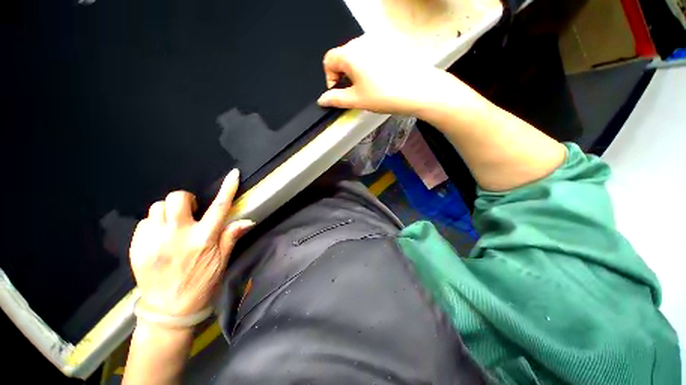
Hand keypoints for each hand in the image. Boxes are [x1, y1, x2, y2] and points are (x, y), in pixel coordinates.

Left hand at [129, 169, 253, 316]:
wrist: (168, 309)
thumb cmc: (201, 283)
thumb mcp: (222, 261)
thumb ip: (231, 237)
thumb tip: (248, 220)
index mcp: (203, 239)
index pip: (220, 207)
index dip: (228, 188)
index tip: (233, 174)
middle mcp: (177, 236)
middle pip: (177, 198)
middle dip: (185, 200)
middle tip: (189, 213)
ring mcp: (154, 241)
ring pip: (157, 208)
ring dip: (168, 213)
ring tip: (173, 227)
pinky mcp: (137, 247)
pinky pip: (144, 223)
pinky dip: (154, 225)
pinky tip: (159, 239)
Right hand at [317, 36, 452, 114]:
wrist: (419, 89)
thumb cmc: (384, 96)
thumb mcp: (356, 100)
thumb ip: (336, 99)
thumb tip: (321, 99)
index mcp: (350, 53)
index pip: (329, 60)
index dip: (329, 77)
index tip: (339, 91)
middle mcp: (362, 40)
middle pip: (343, 55)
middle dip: (344, 73)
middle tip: (355, 91)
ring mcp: (379, 38)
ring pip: (358, 53)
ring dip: (357, 69)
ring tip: (369, 85)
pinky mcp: (392, 41)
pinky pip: (373, 51)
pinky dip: (370, 63)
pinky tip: (381, 77)